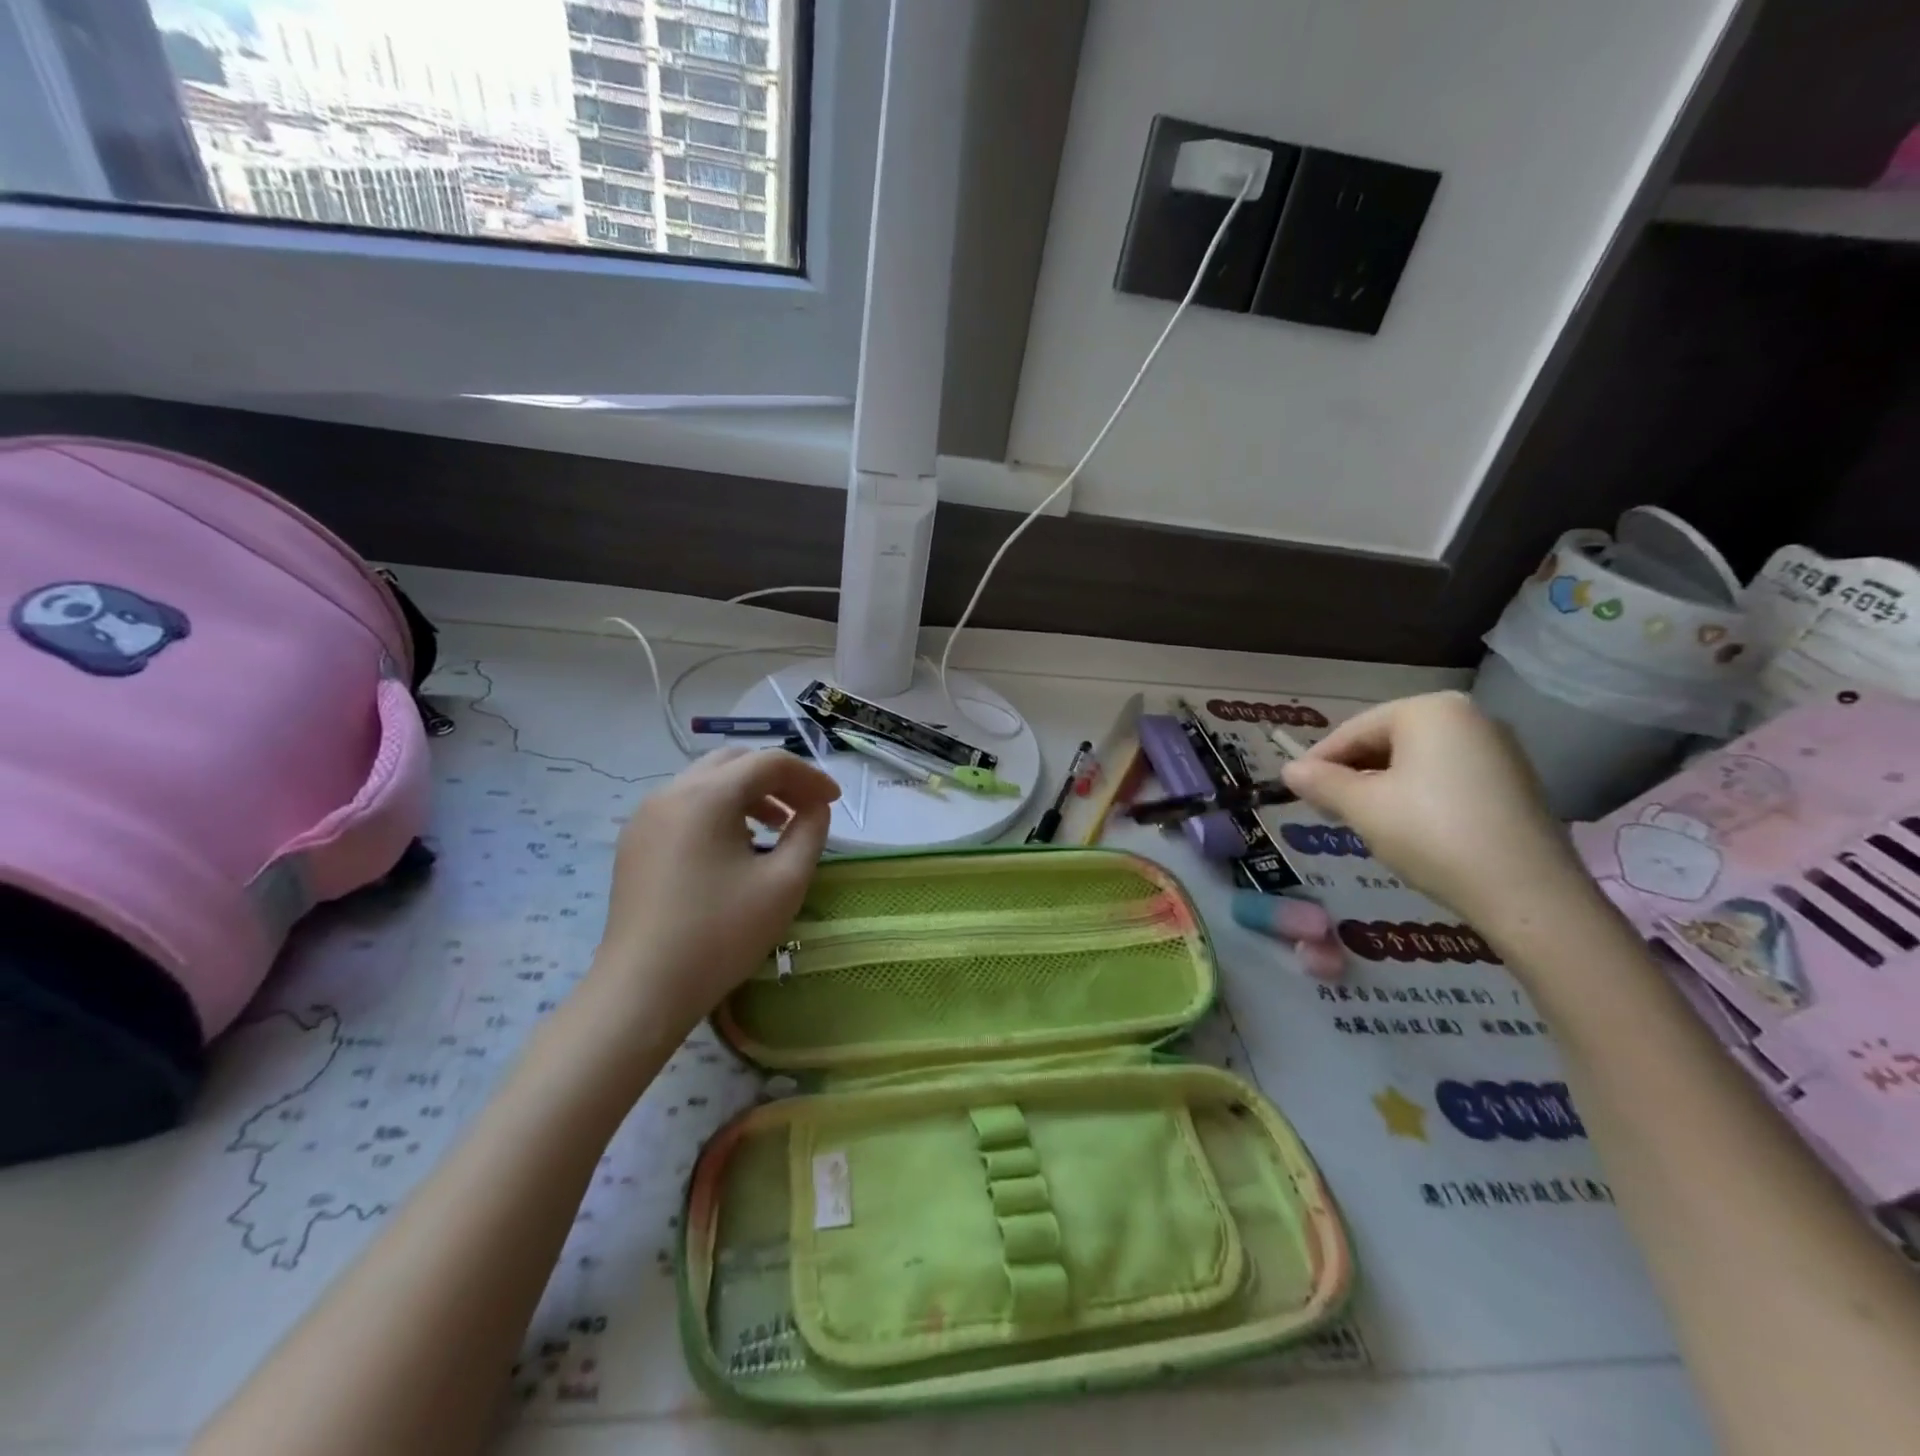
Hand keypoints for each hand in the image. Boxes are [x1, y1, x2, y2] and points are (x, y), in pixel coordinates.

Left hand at [587, 748, 838, 1042]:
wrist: (644, 988)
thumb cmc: (721, 934)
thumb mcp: (785, 882)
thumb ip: (809, 832)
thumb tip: (814, 808)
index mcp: (707, 795)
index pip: (769, 762)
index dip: (809, 776)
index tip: (834, 803)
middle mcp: (671, 792)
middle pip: (735, 762)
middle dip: (777, 779)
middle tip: (806, 808)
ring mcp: (646, 816)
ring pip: (707, 782)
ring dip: (748, 793)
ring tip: (775, 828)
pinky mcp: (635, 842)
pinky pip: (685, 805)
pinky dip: (719, 810)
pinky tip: (735, 847)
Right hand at [1280, 691, 1589, 928]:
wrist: (1526, 894)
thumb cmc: (1432, 835)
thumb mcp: (1363, 808)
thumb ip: (1321, 783)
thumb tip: (1288, 770)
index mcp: (1430, 710)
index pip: (1355, 729)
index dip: (1319, 760)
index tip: (1295, 789)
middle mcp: (1468, 716)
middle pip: (1387, 740)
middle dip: (1352, 772)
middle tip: (1326, 807)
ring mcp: (1497, 748)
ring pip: (1416, 760)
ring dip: (1381, 785)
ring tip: (1360, 819)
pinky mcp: (1512, 781)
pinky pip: (1446, 776)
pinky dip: (1416, 794)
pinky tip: (1405, 827)